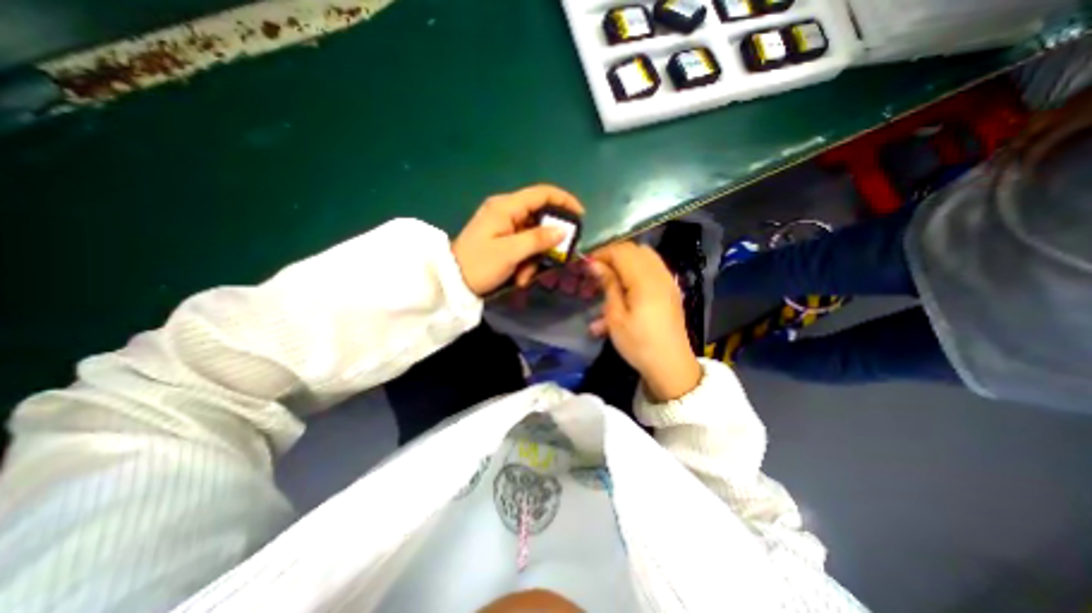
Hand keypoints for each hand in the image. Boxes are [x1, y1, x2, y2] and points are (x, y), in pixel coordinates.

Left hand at [451, 183, 583, 295]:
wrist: (452, 283)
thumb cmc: (479, 265)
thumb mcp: (510, 253)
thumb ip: (538, 239)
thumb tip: (562, 230)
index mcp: (506, 206)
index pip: (542, 193)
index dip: (564, 201)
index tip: (581, 216)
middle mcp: (506, 211)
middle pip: (540, 218)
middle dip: (547, 242)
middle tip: (553, 258)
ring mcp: (503, 225)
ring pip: (533, 236)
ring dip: (534, 258)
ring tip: (524, 276)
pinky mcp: (502, 238)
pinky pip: (523, 245)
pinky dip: (525, 261)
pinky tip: (518, 277)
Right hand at [589, 241, 699, 403]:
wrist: (671, 365)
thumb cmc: (638, 343)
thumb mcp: (616, 317)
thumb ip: (608, 285)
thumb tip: (595, 264)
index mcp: (645, 280)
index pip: (621, 251)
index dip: (601, 253)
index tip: (586, 264)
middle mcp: (660, 274)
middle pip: (634, 249)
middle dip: (613, 255)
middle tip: (596, 271)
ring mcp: (668, 281)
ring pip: (645, 257)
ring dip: (625, 262)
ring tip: (609, 279)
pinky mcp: (671, 290)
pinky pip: (653, 269)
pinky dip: (637, 270)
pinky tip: (626, 288)